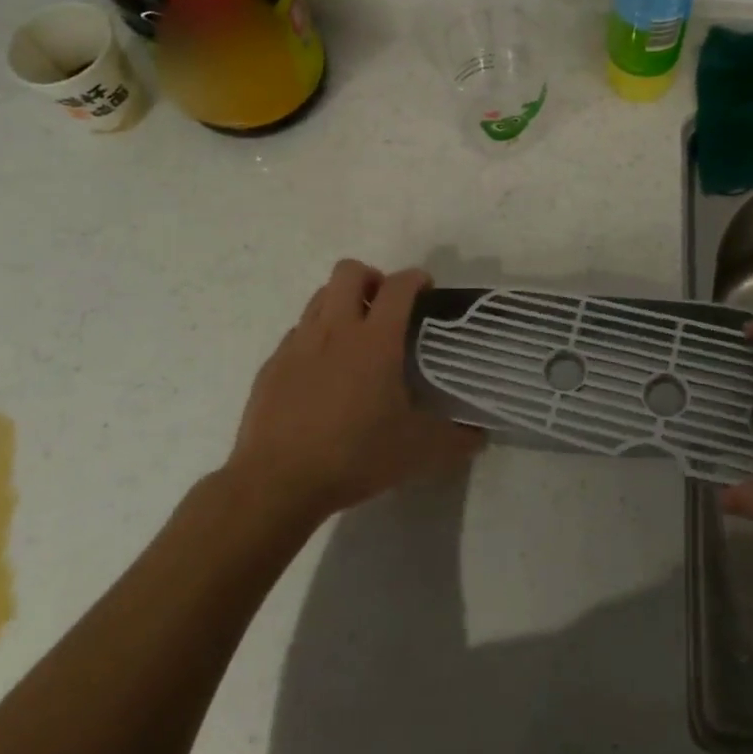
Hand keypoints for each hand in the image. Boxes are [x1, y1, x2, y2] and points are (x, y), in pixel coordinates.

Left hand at [228, 260, 482, 520]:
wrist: (277, 482)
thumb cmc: (354, 456)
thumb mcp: (417, 452)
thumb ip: (455, 440)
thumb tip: (479, 437)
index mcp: (375, 340)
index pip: (398, 286)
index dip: (416, 279)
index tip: (426, 290)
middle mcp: (335, 330)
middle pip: (349, 271)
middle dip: (372, 279)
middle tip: (386, 308)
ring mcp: (298, 344)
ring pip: (319, 297)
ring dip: (341, 303)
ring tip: (355, 337)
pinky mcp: (272, 365)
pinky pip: (297, 333)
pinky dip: (315, 338)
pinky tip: (323, 373)